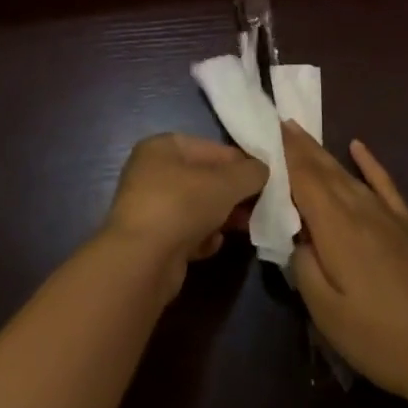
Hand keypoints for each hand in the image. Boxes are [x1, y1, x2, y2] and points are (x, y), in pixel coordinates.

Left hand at [104, 133, 266, 301]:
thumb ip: (251, 172)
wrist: (143, 261)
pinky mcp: (151, 240)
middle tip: (259, 205)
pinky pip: (185, 232)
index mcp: (162, 147)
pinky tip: (212, 244)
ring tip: (244, 226)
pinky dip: (202, 237)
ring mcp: (149, 207)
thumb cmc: (183, 205)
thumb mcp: (227, 182)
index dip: (241, 162)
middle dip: (233, 193)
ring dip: (221, 216)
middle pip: (204, 179)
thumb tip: (262, 171)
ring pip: (196, 207)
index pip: (211, 148)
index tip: (264, 179)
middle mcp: (151, 172)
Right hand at [285, 122, 407, 407]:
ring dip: (324, 153)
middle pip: (325, 170)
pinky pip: (384, 184)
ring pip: (348, 175)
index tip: (268, 130)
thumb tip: (296, 236)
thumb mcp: (326, 312)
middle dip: (301, 146)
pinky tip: (358, 147)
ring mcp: (388, 216)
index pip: (304, 180)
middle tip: (280, 122)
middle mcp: (361, 210)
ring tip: (303, 135)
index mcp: (336, 229)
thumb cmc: (378, 338)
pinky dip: (369, 163)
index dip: (286, 155)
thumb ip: (304, 266)